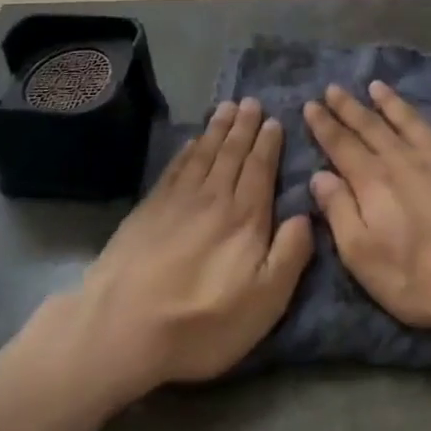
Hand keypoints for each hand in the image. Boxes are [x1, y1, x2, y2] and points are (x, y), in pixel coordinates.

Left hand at [72, 98, 312, 400]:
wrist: (123, 328)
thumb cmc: (203, 322)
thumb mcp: (265, 301)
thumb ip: (290, 254)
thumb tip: (307, 214)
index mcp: (245, 218)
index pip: (261, 169)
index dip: (269, 144)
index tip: (274, 121)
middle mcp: (213, 198)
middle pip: (231, 153)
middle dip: (244, 126)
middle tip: (252, 102)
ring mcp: (176, 201)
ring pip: (203, 153)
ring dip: (217, 129)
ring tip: (227, 108)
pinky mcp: (148, 209)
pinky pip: (174, 168)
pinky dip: (186, 150)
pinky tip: (191, 142)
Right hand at [303, 82, 430, 332]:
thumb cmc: (422, 278)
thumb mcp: (363, 256)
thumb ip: (339, 212)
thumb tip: (319, 176)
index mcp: (375, 182)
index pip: (342, 145)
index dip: (324, 125)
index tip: (310, 105)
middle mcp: (406, 160)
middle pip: (372, 127)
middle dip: (350, 107)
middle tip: (333, 88)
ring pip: (412, 122)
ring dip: (393, 103)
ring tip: (377, 86)